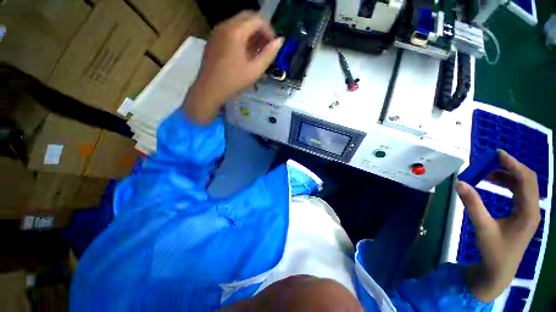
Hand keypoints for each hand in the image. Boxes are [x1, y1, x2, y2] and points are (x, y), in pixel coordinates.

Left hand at [184, 11, 282, 123]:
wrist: (209, 89)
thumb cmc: (233, 81)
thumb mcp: (254, 70)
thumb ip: (269, 54)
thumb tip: (280, 41)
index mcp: (235, 31)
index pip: (258, 19)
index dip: (269, 31)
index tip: (273, 46)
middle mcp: (225, 25)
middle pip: (248, 17)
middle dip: (261, 30)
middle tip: (267, 46)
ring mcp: (218, 31)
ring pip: (239, 23)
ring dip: (252, 33)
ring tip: (257, 52)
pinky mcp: (214, 38)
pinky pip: (231, 30)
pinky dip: (242, 36)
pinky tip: (245, 53)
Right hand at [457, 150, 540, 302]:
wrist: (500, 269)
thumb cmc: (494, 250)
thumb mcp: (482, 227)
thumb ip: (472, 204)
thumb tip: (459, 183)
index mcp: (528, 212)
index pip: (526, 180)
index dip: (513, 164)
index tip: (497, 153)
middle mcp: (532, 209)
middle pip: (527, 179)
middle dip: (510, 167)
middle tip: (490, 160)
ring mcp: (528, 211)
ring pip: (523, 184)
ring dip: (507, 174)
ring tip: (487, 171)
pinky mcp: (523, 213)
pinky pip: (518, 191)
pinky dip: (507, 183)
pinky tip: (494, 183)